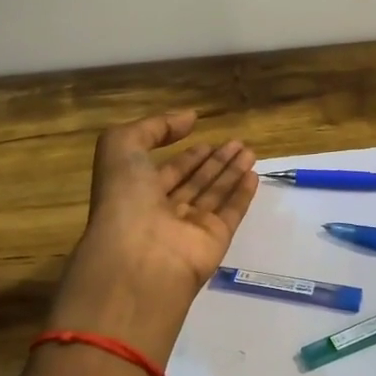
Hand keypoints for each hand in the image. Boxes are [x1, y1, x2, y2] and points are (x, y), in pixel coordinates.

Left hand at [48, 112, 257, 365]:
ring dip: (231, 171)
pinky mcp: (215, 240)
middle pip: (194, 182)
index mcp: (136, 194)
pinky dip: (242, 193)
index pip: (165, 171)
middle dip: (213, 162)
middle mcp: (163, 212)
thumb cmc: (124, 198)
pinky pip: (231, 212)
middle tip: (236, 142)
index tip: (203, 137)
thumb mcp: (121, 147)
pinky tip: (253, 175)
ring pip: (214, 194)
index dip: (184, 156)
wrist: (139, 258)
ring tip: (249, 150)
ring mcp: (189, 229)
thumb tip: (189, 117)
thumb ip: (153, 127)